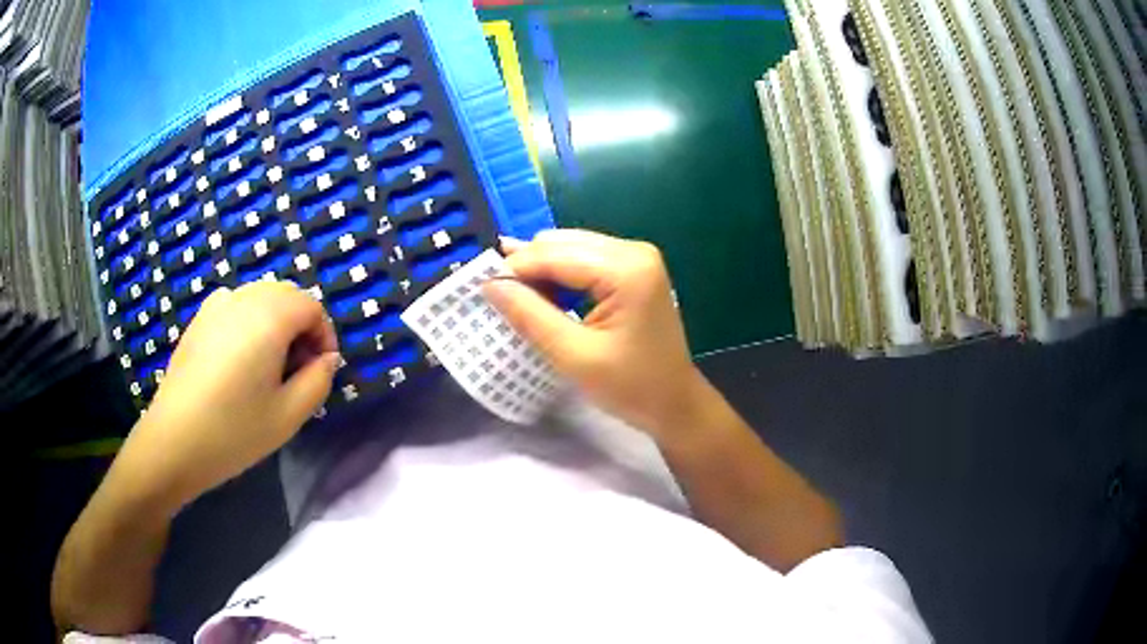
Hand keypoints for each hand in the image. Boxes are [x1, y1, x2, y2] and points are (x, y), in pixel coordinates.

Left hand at [119, 280, 339, 507]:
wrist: (174, 441)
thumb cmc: (234, 431)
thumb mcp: (289, 415)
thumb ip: (318, 381)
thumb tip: (327, 359)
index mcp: (268, 317)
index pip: (311, 306)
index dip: (325, 336)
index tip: (321, 372)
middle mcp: (242, 298)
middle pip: (286, 295)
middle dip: (301, 327)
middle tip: (297, 371)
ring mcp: (215, 306)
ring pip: (259, 298)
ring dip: (276, 323)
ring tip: (268, 367)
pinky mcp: (198, 320)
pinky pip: (235, 306)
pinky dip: (249, 322)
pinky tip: (239, 360)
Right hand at [483, 229, 702, 435]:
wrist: (674, 403)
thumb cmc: (630, 387)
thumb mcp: (574, 356)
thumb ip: (530, 316)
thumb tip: (490, 284)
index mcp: (626, 269)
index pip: (555, 254)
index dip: (514, 268)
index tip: (479, 287)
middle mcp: (633, 250)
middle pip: (562, 243)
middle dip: (527, 267)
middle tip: (496, 295)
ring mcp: (636, 257)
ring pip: (570, 248)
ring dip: (541, 270)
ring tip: (516, 298)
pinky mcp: (633, 269)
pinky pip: (584, 259)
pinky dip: (560, 275)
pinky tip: (544, 297)